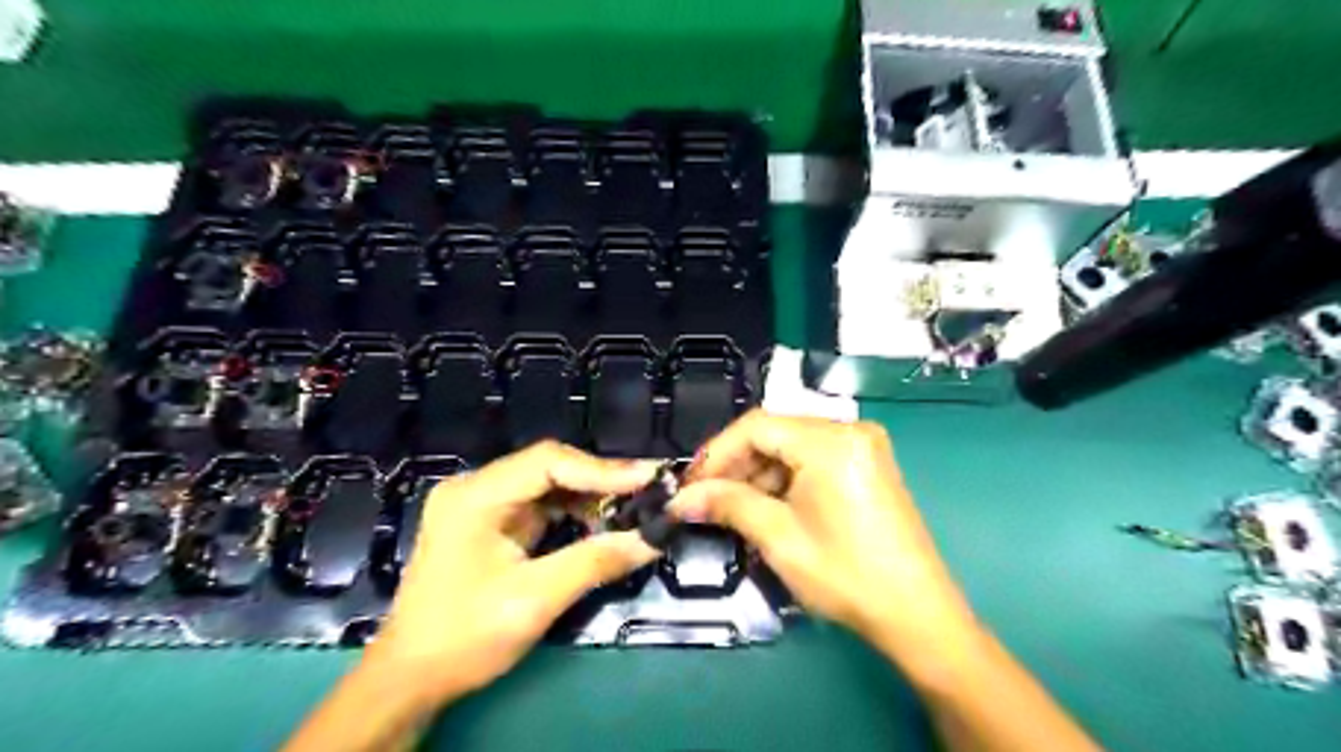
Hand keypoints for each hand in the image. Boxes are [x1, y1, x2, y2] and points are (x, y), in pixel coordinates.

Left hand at [366, 443, 660, 700]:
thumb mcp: (534, 600)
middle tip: (650, 490)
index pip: (548, 462)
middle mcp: (477, 487)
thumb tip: (654, 539)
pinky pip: (543, 505)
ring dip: (592, 496)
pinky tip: (603, 522)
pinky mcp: (492, 521)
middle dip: (602, 480)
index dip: (602, 469)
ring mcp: (483, 503)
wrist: (410, 678)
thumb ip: (595, 562)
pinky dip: (576, 512)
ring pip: (550, 484)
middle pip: (550, 467)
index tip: (649, 479)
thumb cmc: (464, 637)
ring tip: (636, 506)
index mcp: (475, 496)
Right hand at [676, 411, 980, 674]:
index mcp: (831, 439)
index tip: (689, 485)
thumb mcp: (779, 537)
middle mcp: (849, 430)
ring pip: (791, 448)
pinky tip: (767, 510)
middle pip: (774, 434)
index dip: (716, 453)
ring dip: (758, 476)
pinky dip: (784, 482)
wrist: (917, 614)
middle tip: (705, 501)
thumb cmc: (846, 574)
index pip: (756, 426)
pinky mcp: (867, 466)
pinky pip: (812, 461)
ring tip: (733, 511)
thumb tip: (680, 498)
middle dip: (736, 467)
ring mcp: (862, 447)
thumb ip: (727, 504)